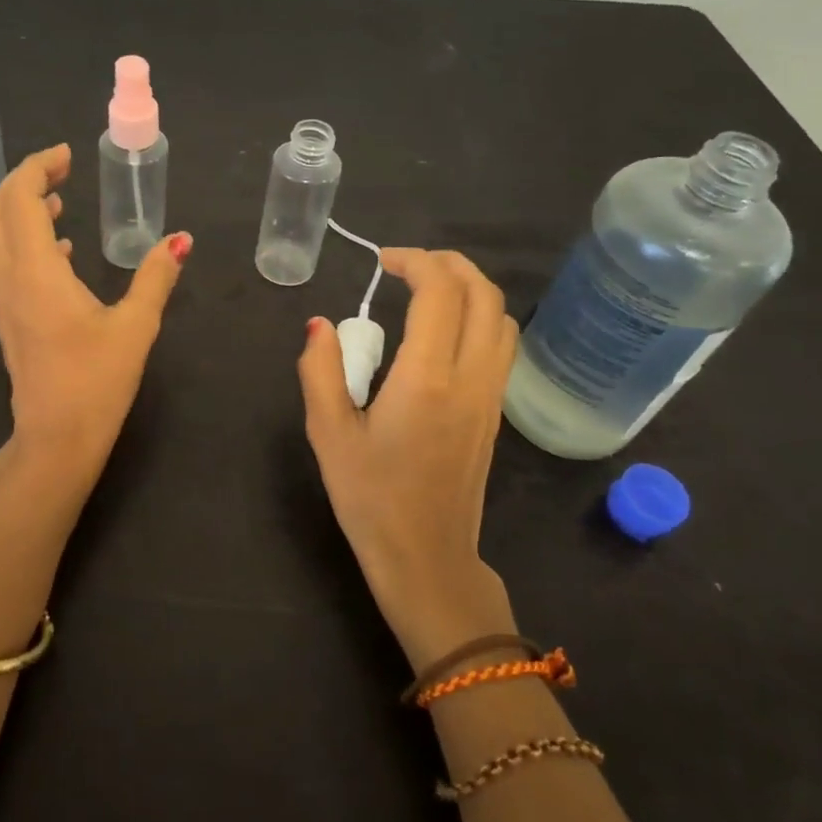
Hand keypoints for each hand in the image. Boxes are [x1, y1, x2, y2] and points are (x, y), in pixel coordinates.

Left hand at [0, 144, 190, 486]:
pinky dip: (27, 241)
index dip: (38, 167)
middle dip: (24, 180)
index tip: (67, 155)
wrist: (55, 440)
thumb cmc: (96, 381)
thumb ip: (156, 277)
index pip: (20, 198)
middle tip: (61, 169)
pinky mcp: (8, 319)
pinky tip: (62, 251)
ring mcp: (3, 301)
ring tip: (59, 198)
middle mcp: (9, 278)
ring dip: (22, 209)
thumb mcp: (135, 326)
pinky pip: (7, 262)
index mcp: (36, 271)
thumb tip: (181, 240)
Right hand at [297, 249, 519, 667]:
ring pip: (501, 318)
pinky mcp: (495, 413)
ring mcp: (490, 396)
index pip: (440, 292)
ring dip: (470, 288)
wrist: (427, 559)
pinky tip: (443, 333)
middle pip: (484, 294)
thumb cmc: (371, 499)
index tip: (383, 261)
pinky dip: (479, 317)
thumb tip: (320, 325)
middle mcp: (470, 378)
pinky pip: (501, 346)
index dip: (415, 261)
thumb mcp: (328, 434)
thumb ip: (320, 371)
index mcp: (427, 379)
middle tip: (408, 265)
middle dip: (449, 264)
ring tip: (429, 290)